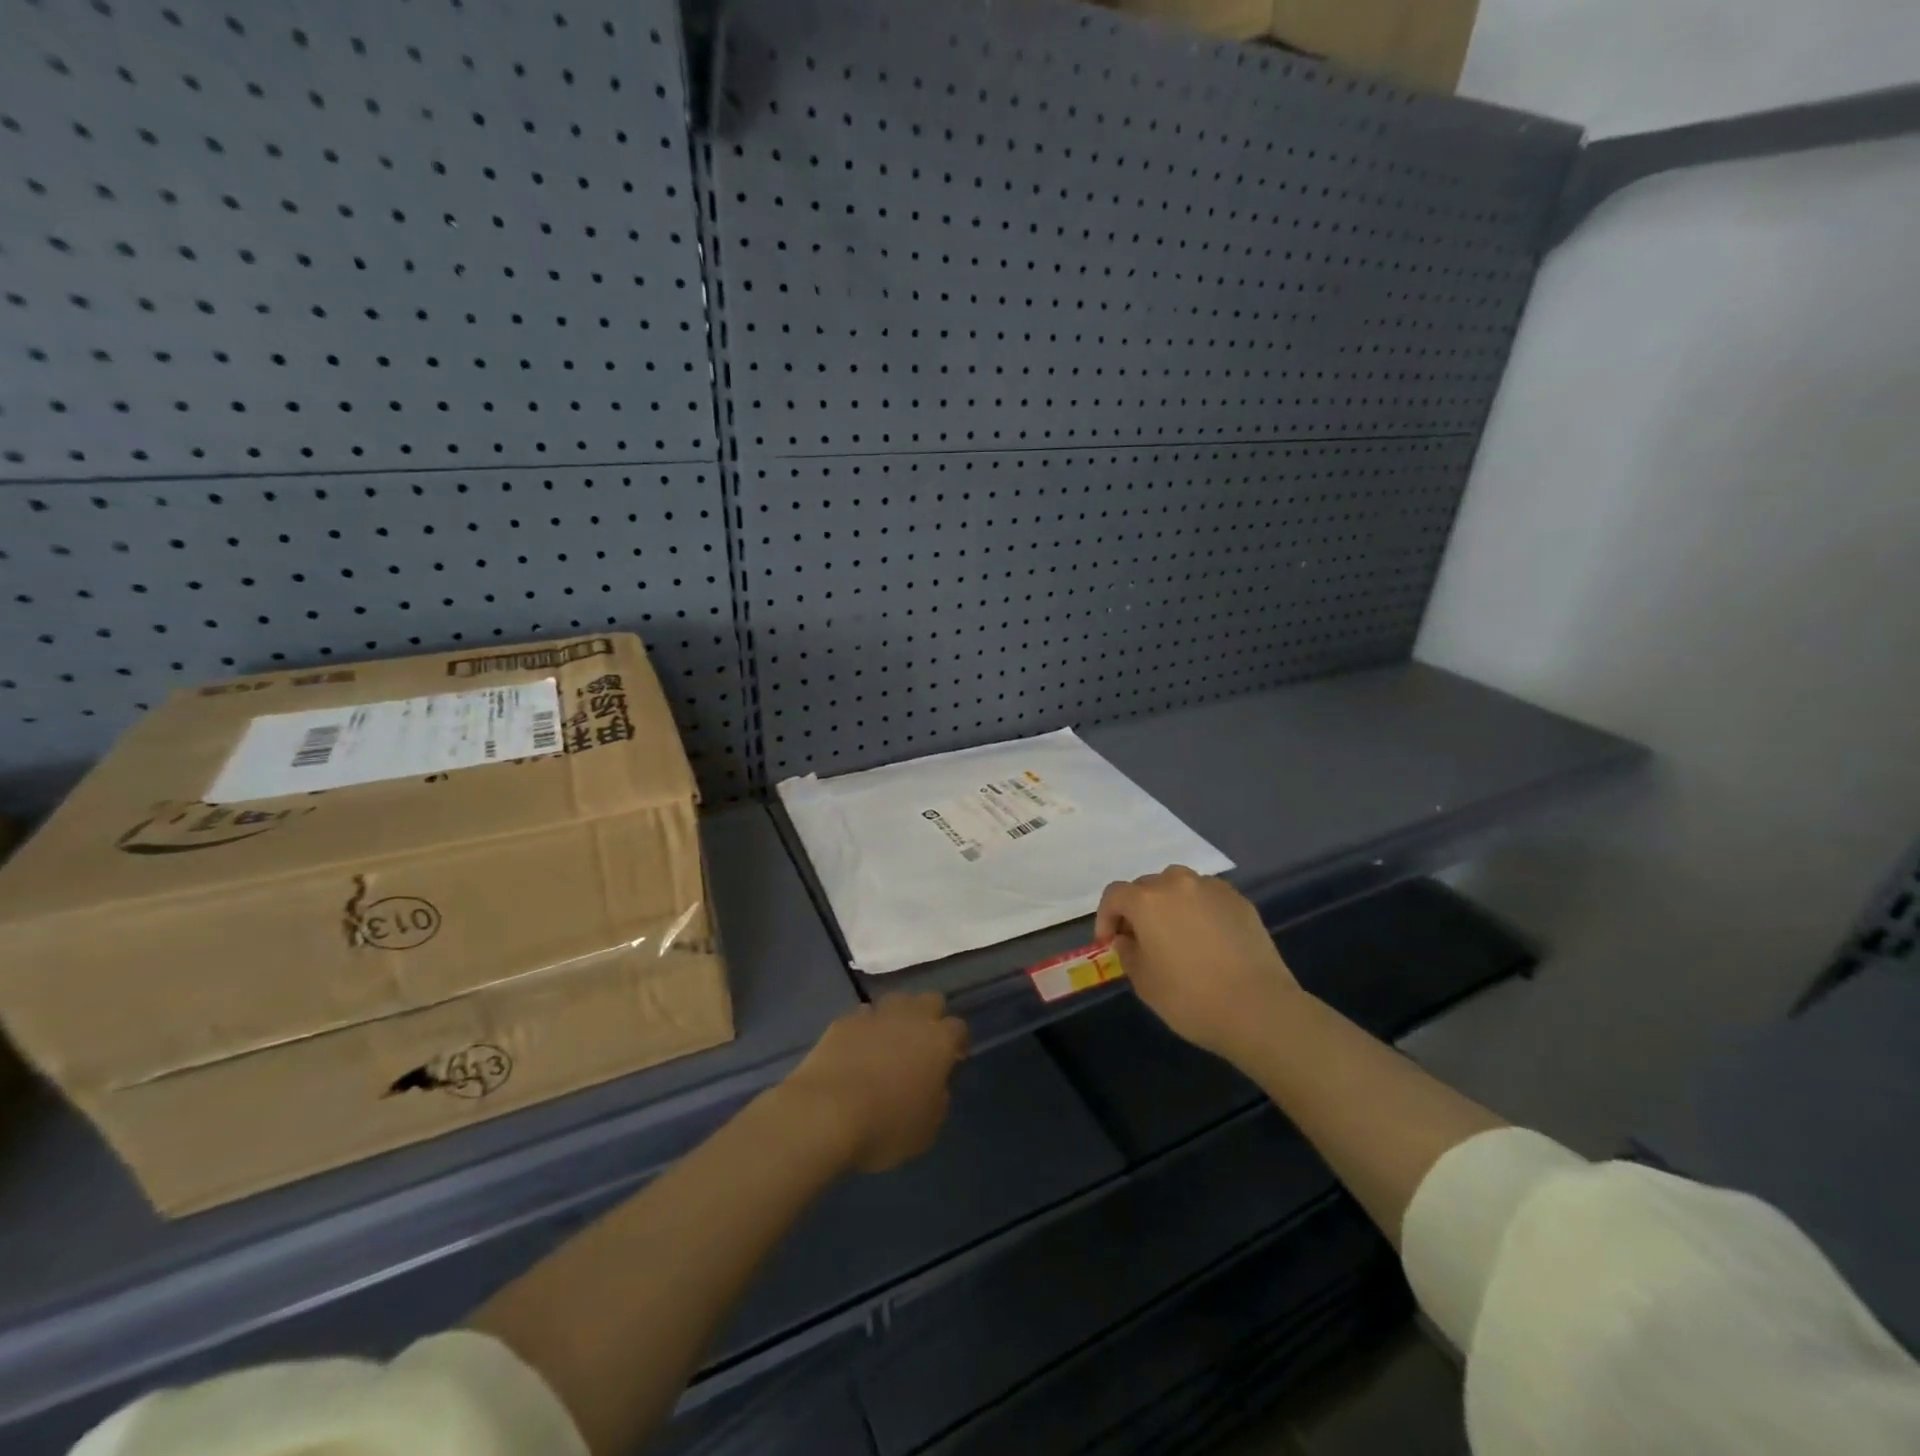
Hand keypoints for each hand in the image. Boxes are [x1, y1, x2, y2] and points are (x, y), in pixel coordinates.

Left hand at [779, 993, 968, 1173]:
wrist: (824, 1113)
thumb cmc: (884, 1126)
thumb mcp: (925, 1130)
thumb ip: (937, 1101)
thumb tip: (934, 1086)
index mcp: (938, 1041)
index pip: (958, 1028)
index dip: (958, 1042)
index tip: (954, 1058)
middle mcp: (911, 1018)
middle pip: (930, 1000)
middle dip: (931, 1017)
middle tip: (923, 1044)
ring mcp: (875, 1015)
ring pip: (896, 1001)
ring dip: (897, 1017)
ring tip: (889, 1043)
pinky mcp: (844, 1020)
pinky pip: (863, 1016)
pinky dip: (865, 1029)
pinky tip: (857, 1049)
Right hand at [1096, 866, 1302, 1065]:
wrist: (1259, 1008)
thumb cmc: (1191, 998)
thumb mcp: (1144, 983)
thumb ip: (1128, 953)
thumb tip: (1126, 939)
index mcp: (1147, 901)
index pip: (1115, 895)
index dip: (1106, 917)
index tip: (1110, 943)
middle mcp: (1177, 883)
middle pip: (1147, 886)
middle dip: (1138, 909)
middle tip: (1141, 939)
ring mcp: (1212, 889)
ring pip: (1179, 886)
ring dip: (1169, 903)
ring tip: (1176, 933)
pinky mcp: (1240, 901)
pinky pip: (1208, 896)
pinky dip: (1199, 909)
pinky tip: (1207, 938)